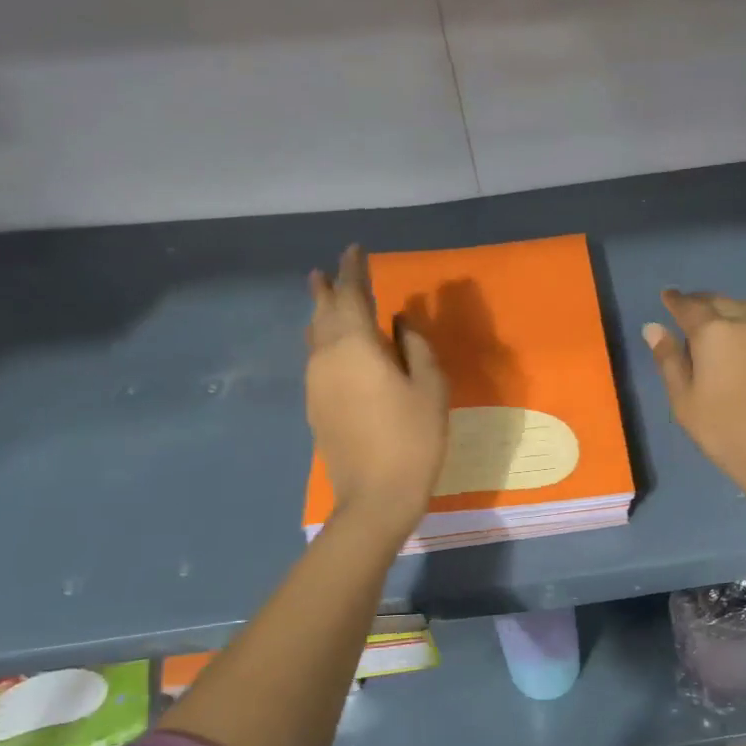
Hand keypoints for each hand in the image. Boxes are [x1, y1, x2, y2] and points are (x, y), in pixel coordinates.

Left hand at [307, 245, 448, 537]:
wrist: (375, 496)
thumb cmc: (413, 438)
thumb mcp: (430, 388)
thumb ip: (416, 347)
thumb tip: (401, 322)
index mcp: (356, 345)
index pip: (352, 294)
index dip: (354, 270)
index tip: (355, 249)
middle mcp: (327, 356)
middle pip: (324, 312)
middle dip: (329, 288)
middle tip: (329, 270)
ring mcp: (316, 382)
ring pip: (314, 335)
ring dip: (321, 313)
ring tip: (324, 298)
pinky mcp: (315, 405)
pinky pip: (316, 358)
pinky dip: (323, 340)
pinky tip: (332, 346)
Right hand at [643, 290, 745, 501]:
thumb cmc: (723, 430)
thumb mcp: (684, 400)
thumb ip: (669, 360)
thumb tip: (654, 328)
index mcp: (714, 333)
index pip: (689, 307)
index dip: (675, 301)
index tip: (667, 296)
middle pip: (722, 302)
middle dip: (703, 301)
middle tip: (691, 306)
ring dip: (733, 309)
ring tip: (723, 318)